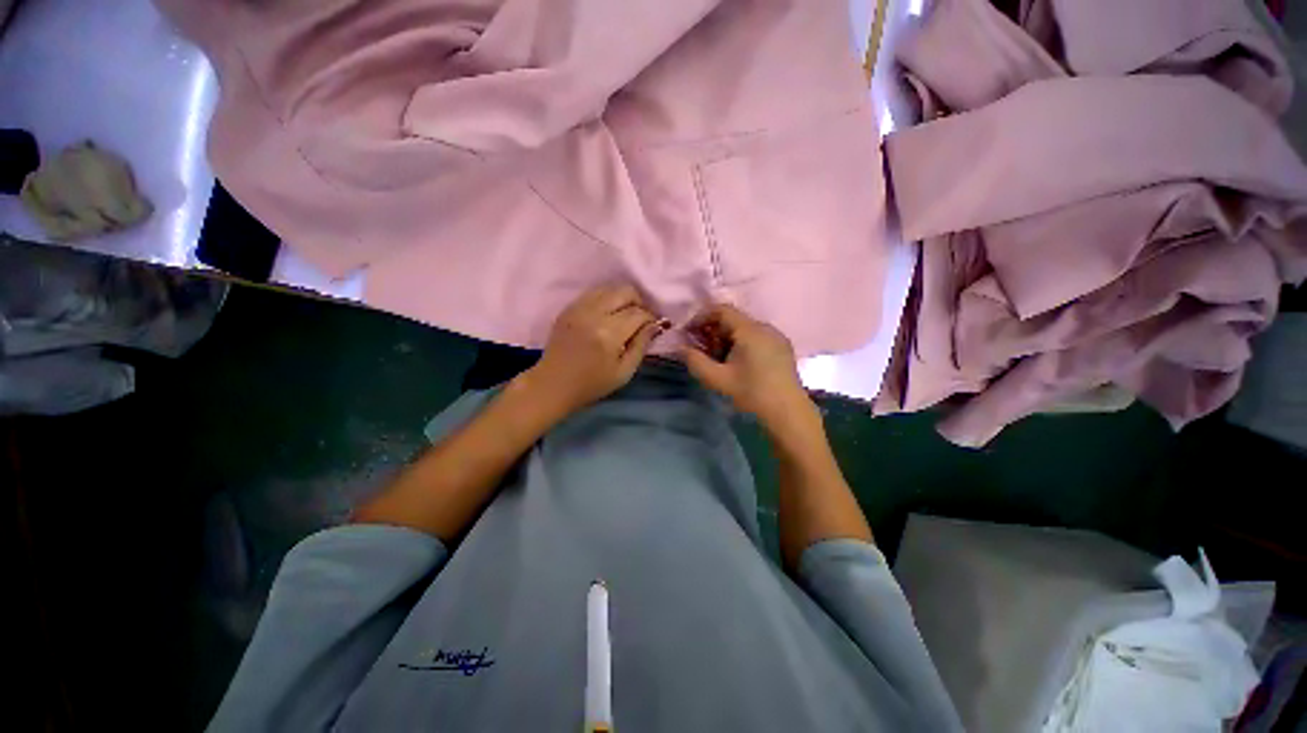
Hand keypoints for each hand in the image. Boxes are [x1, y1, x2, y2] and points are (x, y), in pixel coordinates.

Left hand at [519, 284, 664, 416]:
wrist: (553, 384)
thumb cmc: (592, 384)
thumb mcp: (624, 372)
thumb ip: (641, 346)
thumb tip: (655, 325)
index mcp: (609, 334)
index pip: (638, 313)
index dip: (651, 318)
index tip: (654, 326)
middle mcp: (594, 314)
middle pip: (625, 291)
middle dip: (639, 302)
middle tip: (641, 319)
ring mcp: (579, 308)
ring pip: (609, 288)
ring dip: (623, 298)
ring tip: (625, 315)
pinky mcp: (569, 307)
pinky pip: (594, 292)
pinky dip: (607, 298)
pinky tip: (608, 314)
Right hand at [682, 304, 811, 423]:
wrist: (788, 414)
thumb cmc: (751, 393)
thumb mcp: (717, 379)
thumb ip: (695, 361)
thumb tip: (680, 348)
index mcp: (750, 330)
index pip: (722, 310)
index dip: (701, 317)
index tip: (688, 332)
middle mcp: (765, 327)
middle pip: (733, 319)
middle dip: (712, 330)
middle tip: (699, 348)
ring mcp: (776, 337)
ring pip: (744, 329)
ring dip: (725, 338)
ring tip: (716, 358)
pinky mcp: (782, 349)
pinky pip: (756, 338)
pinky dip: (740, 344)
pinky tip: (736, 363)